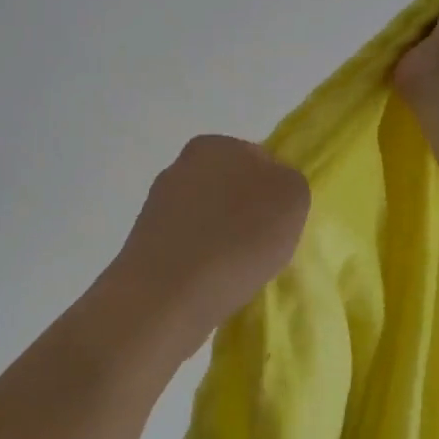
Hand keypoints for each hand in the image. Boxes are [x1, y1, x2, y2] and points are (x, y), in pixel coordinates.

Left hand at [114, 136, 310, 340]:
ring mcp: (158, 205)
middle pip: (230, 189)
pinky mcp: (145, 243)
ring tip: (237, 272)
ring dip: (224, 239)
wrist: (170, 294)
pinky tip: (211, 284)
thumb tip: (270, 193)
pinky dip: (202, 262)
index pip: (259, 161)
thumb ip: (288, 182)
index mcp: (214, 144)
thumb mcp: (293, 197)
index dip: (275, 193)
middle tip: (264, 248)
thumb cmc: (239, 237)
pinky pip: (189, 248)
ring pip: (208, 219)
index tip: (281, 224)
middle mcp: (181, 166)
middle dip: (246, 214)